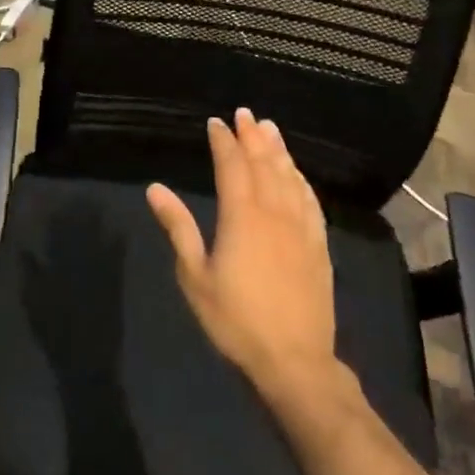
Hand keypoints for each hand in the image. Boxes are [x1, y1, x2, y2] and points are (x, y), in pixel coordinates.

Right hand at [146, 109, 338, 404]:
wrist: (294, 360)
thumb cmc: (235, 320)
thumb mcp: (195, 275)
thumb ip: (178, 227)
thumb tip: (155, 189)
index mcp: (241, 216)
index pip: (232, 166)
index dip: (224, 142)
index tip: (216, 122)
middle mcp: (274, 212)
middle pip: (264, 164)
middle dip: (252, 136)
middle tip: (245, 114)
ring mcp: (301, 227)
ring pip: (289, 177)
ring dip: (278, 150)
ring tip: (270, 128)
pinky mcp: (319, 245)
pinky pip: (310, 200)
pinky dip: (301, 179)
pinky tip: (297, 173)